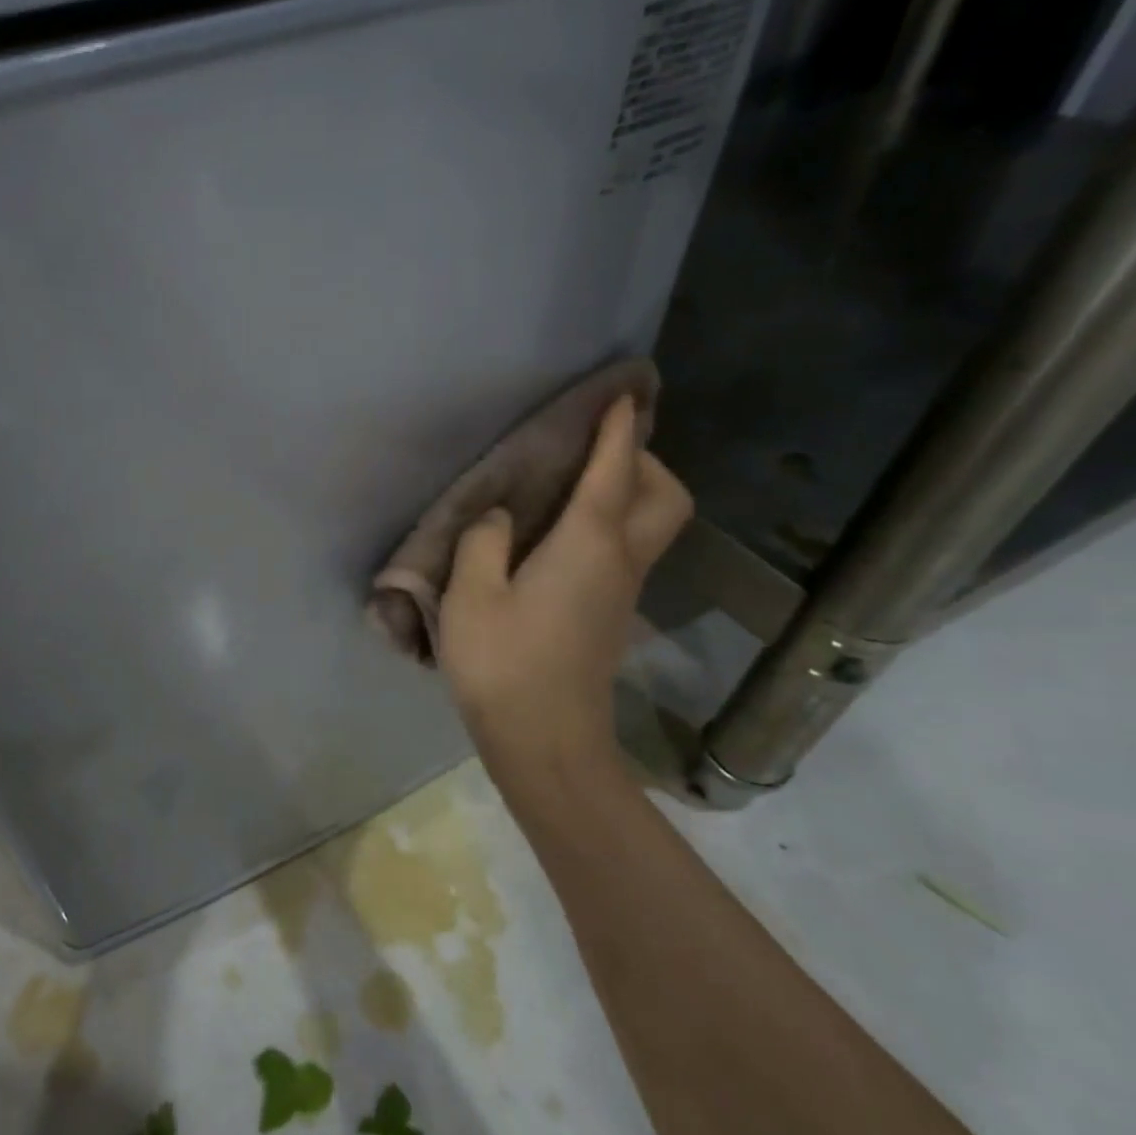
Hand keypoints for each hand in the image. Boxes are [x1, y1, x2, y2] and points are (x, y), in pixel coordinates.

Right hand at [439, 396, 692, 770]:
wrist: (546, 740)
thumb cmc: (504, 663)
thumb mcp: (471, 597)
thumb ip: (483, 543)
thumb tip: (500, 518)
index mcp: (587, 544)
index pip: (613, 471)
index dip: (617, 429)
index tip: (622, 394)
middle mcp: (619, 560)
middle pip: (664, 496)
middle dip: (644, 461)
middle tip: (596, 452)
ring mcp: (622, 592)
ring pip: (652, 524)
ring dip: (630, 492)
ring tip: (575, 487)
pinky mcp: (611, 617)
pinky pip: (627, 551)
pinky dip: (611, 525)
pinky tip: (561, 538)